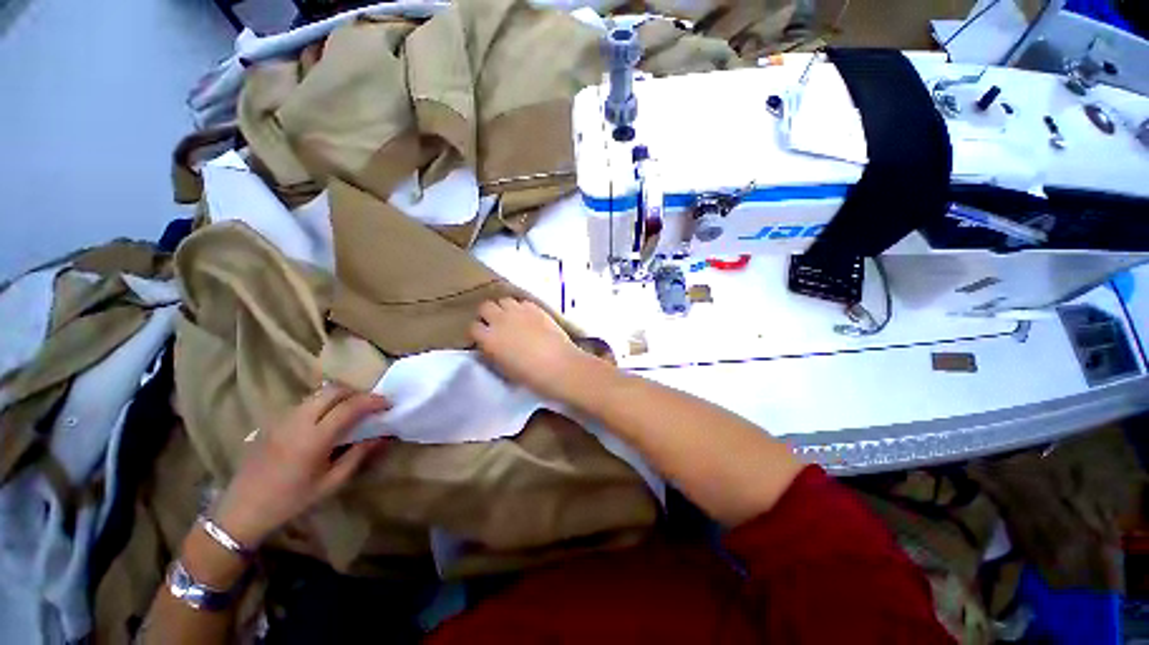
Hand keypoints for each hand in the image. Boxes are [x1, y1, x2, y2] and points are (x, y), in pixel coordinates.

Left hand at [212, 385, 389, 547]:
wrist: (242, 511)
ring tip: (351, 410)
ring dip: (340, 396)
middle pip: (333, 390)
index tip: (388, 404)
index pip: (349, 407)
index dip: (373, 401)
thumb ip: (359, 455)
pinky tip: (326, 419)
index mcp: (314, 438)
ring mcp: (282, 419)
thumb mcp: (331, 483)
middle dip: (357, 392)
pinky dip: (323, 403)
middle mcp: (297, 421)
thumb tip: (383, 436)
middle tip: (371, 404)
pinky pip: (305, 403)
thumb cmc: (291, 501)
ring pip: (317, 394)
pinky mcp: (273, 422)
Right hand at [471, 298, 587, 401]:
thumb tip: (490, 346)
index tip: (483, 338)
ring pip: (504, 300)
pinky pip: (522, 302)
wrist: (558, 365)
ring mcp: (518, 311)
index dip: (478, 332)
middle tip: (496, 324)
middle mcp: (500, 320)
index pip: (473, 327)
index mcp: (489, 339)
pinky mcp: (535, 307)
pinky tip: (529, 318)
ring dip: (505, 308)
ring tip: (512, 318)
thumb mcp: (503, 368)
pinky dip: (522, 308)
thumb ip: (493, 353)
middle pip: (485, 307)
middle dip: (488, 314)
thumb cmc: (530, 375)